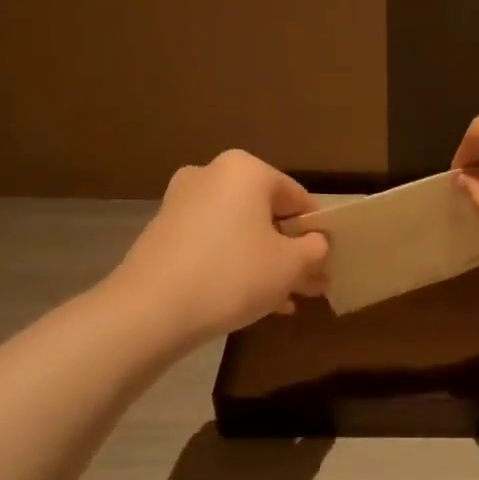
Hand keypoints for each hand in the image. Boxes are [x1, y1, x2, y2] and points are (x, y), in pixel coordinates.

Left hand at [112, 150, 328, 341]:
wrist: (152, 309)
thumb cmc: (234, 275)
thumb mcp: (291, 265)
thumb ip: (315, 249)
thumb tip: (318, 243)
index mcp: (246, 170)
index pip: (299, 198)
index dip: (318, 232)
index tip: (327, 262)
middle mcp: (211, 175)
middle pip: (267, 215)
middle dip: (290, 250)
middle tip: (310, 283)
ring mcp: (182, 202)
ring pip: (240, 232)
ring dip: (266, 262)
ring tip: (286, 299)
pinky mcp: (163, 232)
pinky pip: (214, 244)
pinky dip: (236, 264)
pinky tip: (253, 300)